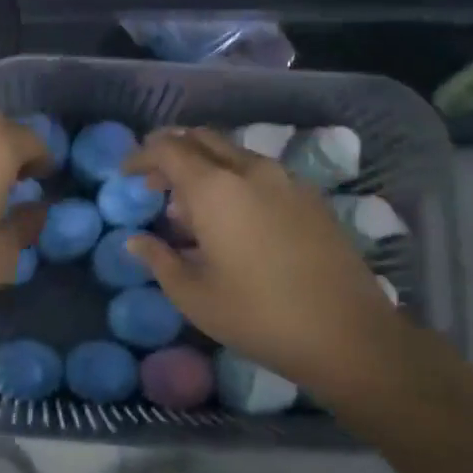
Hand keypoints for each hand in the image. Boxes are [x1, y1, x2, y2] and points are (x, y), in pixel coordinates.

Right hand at [124, 129, 405, 392]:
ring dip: (205, 167)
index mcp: (215, 188)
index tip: (126, 173)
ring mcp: (286, 180)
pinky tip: (234, 218)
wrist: (346, 333)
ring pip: (233, 154)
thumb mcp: (193, 295)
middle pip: (202, 139)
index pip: (168, 149)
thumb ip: (159, 259)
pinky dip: (234, 179)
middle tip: (155, 182)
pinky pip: (260, 172)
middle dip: (172, 152)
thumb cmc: (257, 315)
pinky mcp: (310, 196)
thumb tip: (136, 240)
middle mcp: (250, 170)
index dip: (142, 156)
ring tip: (191, 208)